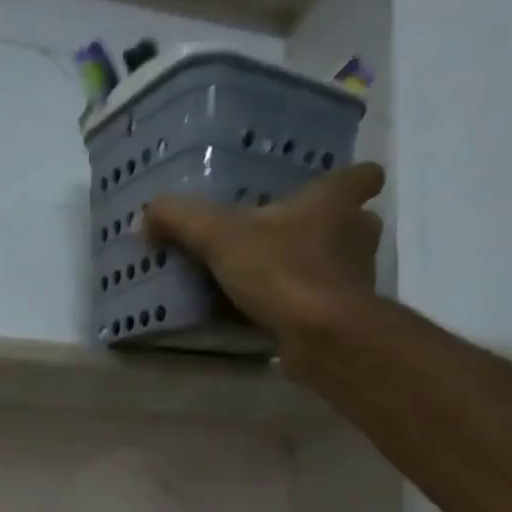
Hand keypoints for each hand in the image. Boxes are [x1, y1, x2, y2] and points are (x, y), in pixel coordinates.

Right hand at [145, 163, 385, 379]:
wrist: (322, 335)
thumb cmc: (282, 270)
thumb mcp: (219, 236)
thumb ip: (180, 220)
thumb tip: (146, 217)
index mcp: (336, 202)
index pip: (364, 176)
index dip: (352, 179)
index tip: (329, 190)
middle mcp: (357, 235)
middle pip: (354, 222)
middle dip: (327, 229)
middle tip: (288, 237)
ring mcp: (356, 279)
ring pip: (341, 265)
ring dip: (315, 270)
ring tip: (275, 280)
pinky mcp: (346, 318)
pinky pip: (324, 304)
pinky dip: (304, 308)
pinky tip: (274, 316)